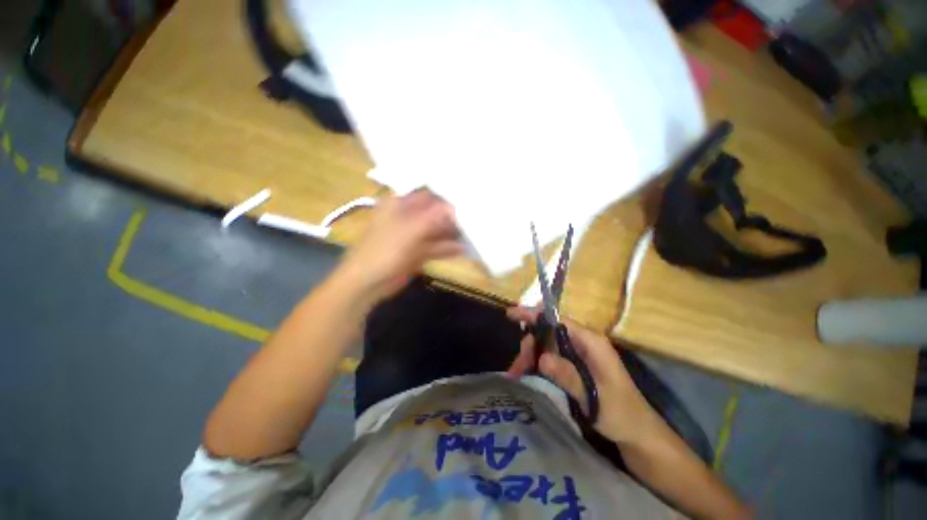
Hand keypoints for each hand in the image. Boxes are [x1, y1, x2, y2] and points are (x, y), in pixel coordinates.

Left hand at [339, 190, 462, 303]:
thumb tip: (456, 209)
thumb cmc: (385, 251)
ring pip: (435, 231)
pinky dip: (446, 248)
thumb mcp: (410, 230)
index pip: (428, 196)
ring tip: (471, 236)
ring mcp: (411, 236)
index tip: (467, 206)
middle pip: (434, 214)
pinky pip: (434, 247)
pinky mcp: (415, 252)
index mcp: (399, 205)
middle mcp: (406, 217)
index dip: (447, 200)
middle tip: (472, 222)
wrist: (367, 282)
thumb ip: (434, 217)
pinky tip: (461, 249)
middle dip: (452, 219)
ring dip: (450, 235)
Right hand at [506, 307, 654, 443]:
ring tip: (516, 374)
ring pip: (546, 346)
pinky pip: (550, 358)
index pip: (558, 320)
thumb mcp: (595, 397)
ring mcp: (578, 354)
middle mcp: (582, 343)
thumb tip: (542, 358)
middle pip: (548, 333)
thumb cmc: (621, 412)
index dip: (534, 315)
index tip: (511, 314)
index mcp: (591, 342)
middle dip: (529, 345)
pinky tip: (525, 375)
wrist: (636, 432)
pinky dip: (536, 365)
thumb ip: (569, 376)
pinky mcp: (574, 366)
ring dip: (530, 357)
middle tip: (516, 365)